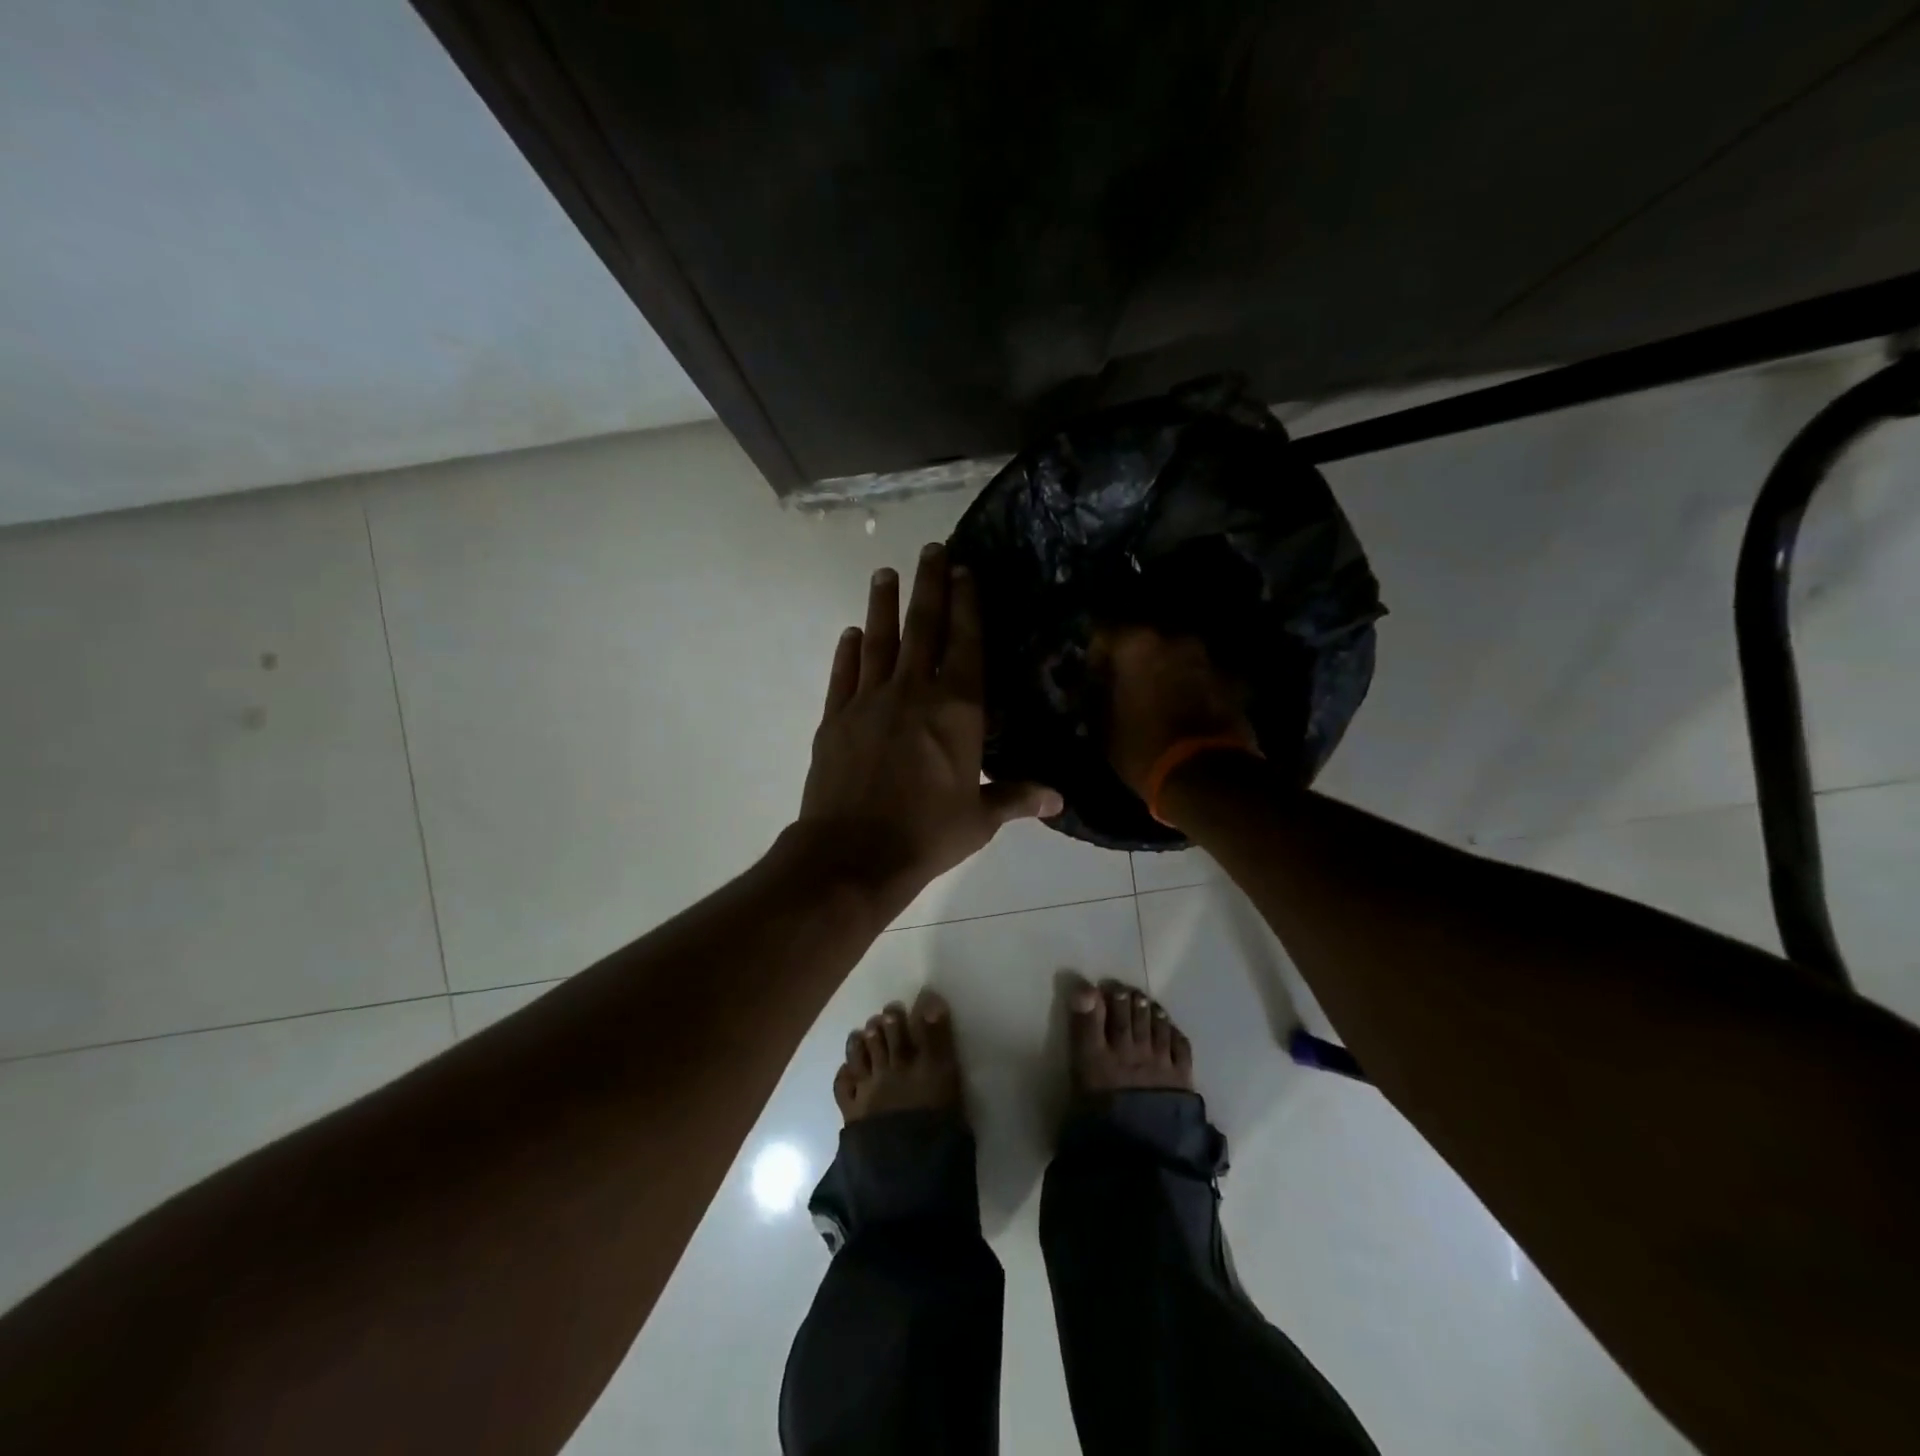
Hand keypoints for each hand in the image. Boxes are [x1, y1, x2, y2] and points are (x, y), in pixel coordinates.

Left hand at [799, 543, 1062, 905]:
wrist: (852, 855)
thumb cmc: (927, 835)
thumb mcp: (980, 819)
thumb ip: (1017, 798)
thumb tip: (1059, 798)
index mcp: (957, 710)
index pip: (966, 643)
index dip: (967, 604)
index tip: (966, 571)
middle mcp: (913, 692)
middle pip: (922, 627)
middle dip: (929, 585)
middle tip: (931, 549)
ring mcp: (868, 701)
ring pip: (878, 641)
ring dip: (883, 605)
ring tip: (884, 574)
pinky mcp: (834, 718)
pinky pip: (843, 675)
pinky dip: (847, 652)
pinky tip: (849, 634)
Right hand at [1091, 625, 1256, 798]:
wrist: (1206, 777)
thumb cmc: (1144, 749)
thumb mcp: (1105, 728)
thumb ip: (1100, 699)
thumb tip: (1098, 691)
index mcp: (1137, 645)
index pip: (1104, 632)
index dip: (1096, 654)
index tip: (1093, 675)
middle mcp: (1175, 641)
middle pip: (1147, 641)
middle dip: (1135, 660)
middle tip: (1125, 685)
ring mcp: (1208, 659)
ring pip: (1177, 658)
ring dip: (1166, 673)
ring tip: (1157, 700)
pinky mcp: (1233, 682)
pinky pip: (1202, 678)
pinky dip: (1192, 688)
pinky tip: (1185, 712)